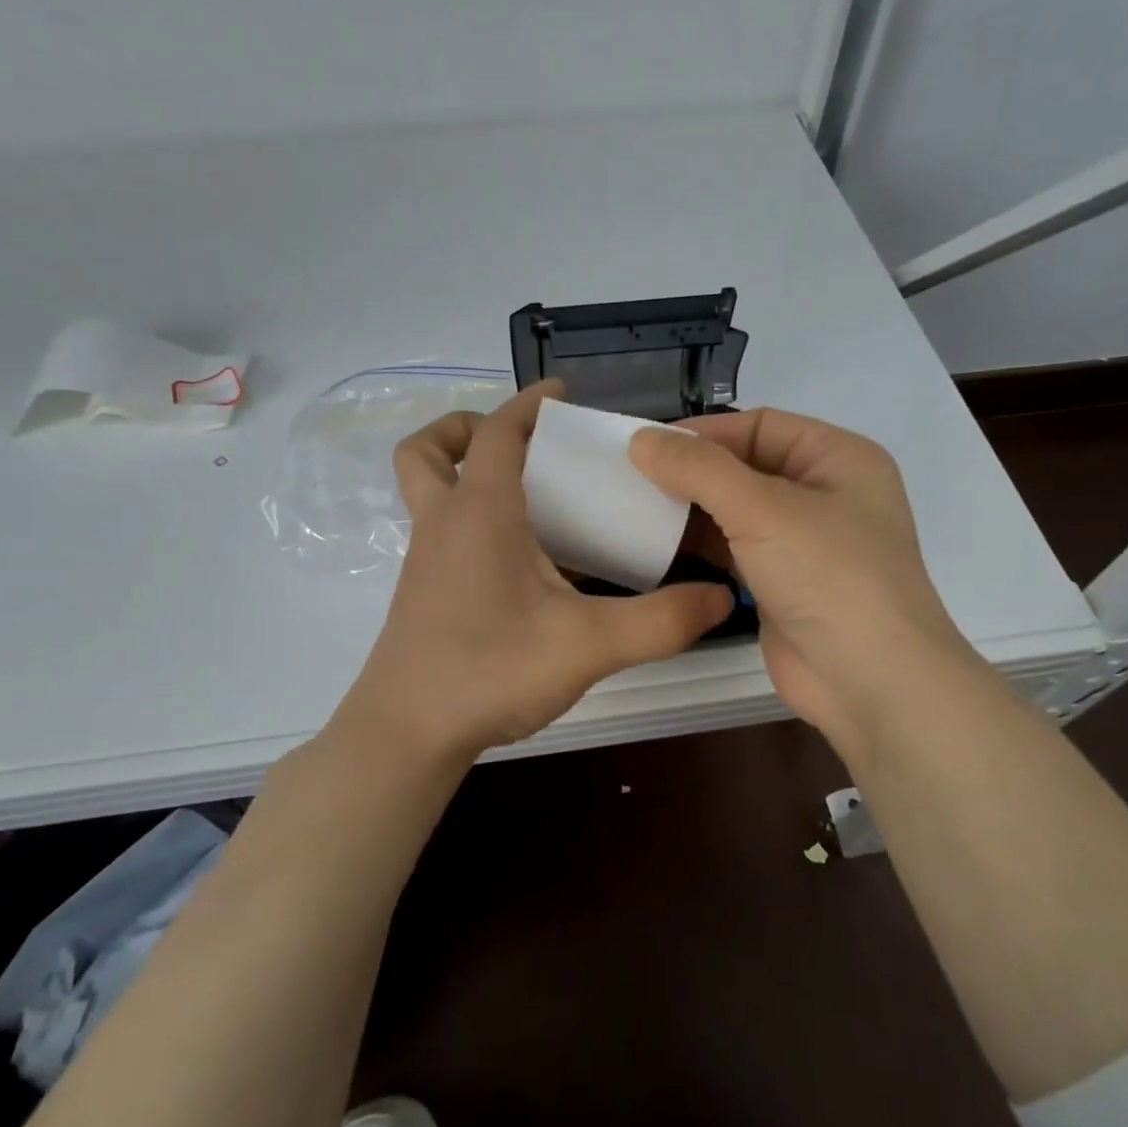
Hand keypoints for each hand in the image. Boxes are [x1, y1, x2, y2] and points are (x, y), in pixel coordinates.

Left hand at [337, 383, 733, 761]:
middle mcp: (443, 524)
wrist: (408, 733)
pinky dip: (472, 520)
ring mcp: (426, 560)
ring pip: (429, 491)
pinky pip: (443, 531)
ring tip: (531, 498)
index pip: (499, 432)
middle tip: (523, 446)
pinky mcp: (423, 592)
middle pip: (431, 451)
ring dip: (466, 474)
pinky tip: (522, 562)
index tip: (562, 393)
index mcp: (480, 512)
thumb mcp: (588, 644)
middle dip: (469, 429)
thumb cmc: (491, 670)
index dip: (529, 403)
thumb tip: (719, 598)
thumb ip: (660, 621)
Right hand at [629, 408, 975, 767]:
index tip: (645, 446)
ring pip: (738, 510)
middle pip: (747, 466)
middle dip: (694, 472)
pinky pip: (736, 550)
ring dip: (693, 509)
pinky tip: (660, 546)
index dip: (704, 433)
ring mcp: (806, 543)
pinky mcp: (785, 583)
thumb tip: (640, 439)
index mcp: (838, 458)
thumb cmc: (827, 575)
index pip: (760, 425)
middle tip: (632, 478)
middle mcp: (825, 493)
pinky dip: (702, 545)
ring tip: (636, 509)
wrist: (870, 680)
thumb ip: (698, 469)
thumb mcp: (761, 508)